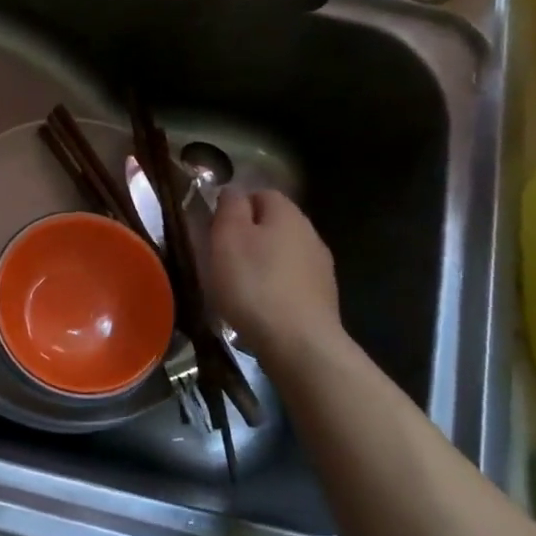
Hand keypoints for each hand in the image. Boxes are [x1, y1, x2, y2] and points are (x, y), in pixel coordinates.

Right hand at [208, 188, 340, 372]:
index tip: (213, 228)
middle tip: (221, 257)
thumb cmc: (254, 283)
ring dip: (261, 263)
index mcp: (287, 213)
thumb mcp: (227, 237)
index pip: (260, 193)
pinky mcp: (322, 298)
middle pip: (273, 224)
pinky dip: (274, 287)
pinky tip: (259, 306)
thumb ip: (229, 207)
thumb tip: (234, 191)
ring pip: (283, 253)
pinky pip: (291, 281)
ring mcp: (321, 268)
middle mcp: (310, 233)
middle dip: (248, 235)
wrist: (299, 343)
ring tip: (237, 285)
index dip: (234, 206)